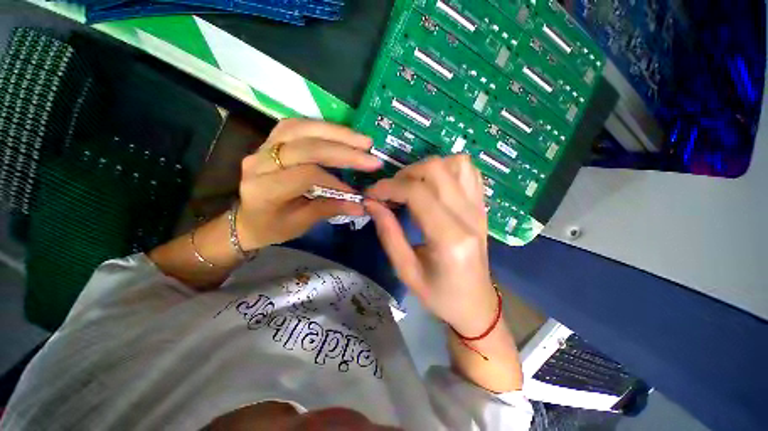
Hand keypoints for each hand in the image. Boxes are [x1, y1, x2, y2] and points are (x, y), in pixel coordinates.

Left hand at [236, 118, 381, 249]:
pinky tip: (340, 134)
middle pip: (305, 147)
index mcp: (265, 190)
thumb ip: (330, 209)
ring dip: (336, 132)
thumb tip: (361, 205)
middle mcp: (260, 163)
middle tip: (370, 153)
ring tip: (361, 140)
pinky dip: (322, 127)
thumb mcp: (301, 224)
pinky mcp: (270, 140)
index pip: (305, 175)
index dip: (334, 181)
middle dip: (342, 150)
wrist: (247, 219)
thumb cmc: (273, 227)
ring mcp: (262, 147)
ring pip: (301, 128)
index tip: (356, 192)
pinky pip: (296, 125)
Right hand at [365, 156, 497, 334]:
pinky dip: (448, 168)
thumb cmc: (440, 295)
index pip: (417, 193)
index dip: (389, 187)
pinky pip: (470, 171)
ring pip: (455, 163)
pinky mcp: (483, 207)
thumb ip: (388, 234)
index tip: (371, 194)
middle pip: (436, 169)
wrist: (476, 303)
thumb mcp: (406, 271)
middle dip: (405, 174)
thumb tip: (372, 203)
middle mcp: (469, 216)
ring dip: (427, 169)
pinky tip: (435, 185)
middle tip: (391, 192)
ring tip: (412, 187)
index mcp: (449, 238)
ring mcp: (480, 208)